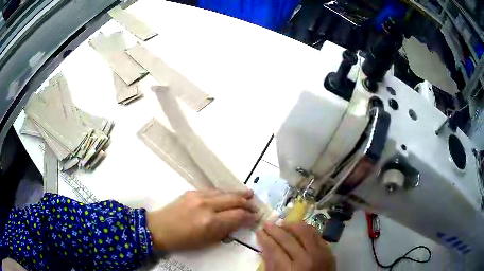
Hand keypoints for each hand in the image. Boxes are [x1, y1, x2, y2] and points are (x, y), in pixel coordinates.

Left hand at [147, 189, 256, 250]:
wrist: (159, 228)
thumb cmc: (183, 241)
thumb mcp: (207, 242)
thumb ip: (224, 231)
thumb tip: (238, 223)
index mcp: (210, 222)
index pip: (238, 215)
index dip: (250, 217)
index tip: (255, 218)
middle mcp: (207, 205)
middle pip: (234, 200)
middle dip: (247, 203)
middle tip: (255, 207)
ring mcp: (198, 196)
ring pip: (225, 192)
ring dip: (238, 194)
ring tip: (249, 195)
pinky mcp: (192, 191)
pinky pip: (213, 190)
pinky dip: (225, 193)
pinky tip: (229, 194)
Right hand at [257, 222, 335, 270]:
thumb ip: (271, 265)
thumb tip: (265, 247)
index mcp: (290, 270)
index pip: (275, 249)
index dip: (265, 239)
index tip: (259, 231)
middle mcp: (306, 259)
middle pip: (288, 239)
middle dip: (274, 230)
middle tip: (267, 224)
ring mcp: (320, 254)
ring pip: (305, 232)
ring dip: (292, 226)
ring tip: (283, 225)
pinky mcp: (328, 251)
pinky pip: (317, 235)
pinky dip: (307, 230)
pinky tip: (299, 229)